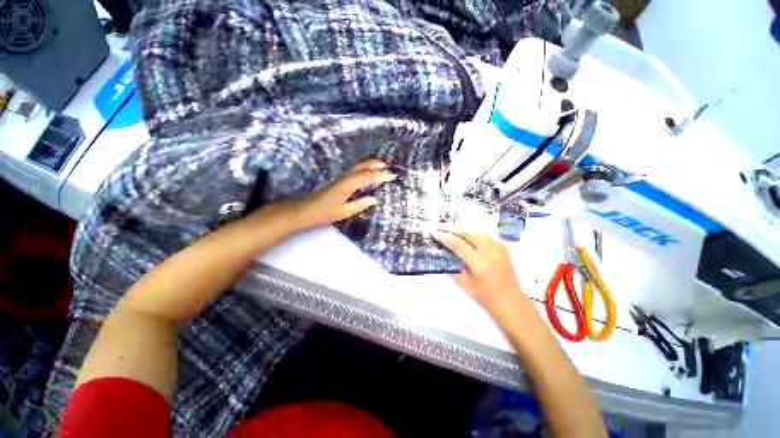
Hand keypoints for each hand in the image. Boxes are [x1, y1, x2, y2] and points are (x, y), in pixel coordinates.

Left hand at [271, 159, 395, 231]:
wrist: (304, 210)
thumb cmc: (324, 213)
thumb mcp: (344, 211)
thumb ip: (360, 205)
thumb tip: (374, 199)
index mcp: (348, 185)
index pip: (368, 177)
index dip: (381, 176)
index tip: (392, 175)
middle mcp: (345, 178)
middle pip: (361, 166)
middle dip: (374, 164)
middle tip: (387, 165)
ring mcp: (341, 178)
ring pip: (357, 167)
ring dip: (369, 165)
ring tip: (380, 166)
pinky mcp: (338, 181)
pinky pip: (354, 171)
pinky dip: (363, 169)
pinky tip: (366, 174)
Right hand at [433, 230, 532, 322]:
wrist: (511, 301)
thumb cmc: (486, 296)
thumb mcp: (465, 284)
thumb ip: (454, 268)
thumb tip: (444, 254)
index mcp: (479, 263)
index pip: (459, 245)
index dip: (446, 238)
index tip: (436, 234)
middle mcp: (490, 252)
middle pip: (470, 234)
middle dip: (455, 230)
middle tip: (443, 230)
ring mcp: (499, 249)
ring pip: (478, 232)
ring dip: (465, 231)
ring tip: (454, 233)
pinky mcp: (503, 248)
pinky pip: (487, 236)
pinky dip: (476, 234)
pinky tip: (470, 237)